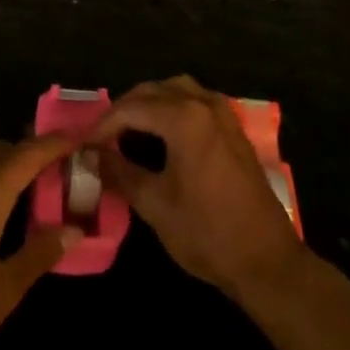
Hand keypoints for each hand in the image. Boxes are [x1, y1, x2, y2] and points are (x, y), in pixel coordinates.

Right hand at [90, 76, 306, 302]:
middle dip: (124, 110)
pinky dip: (172, 107)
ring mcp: (223, 113)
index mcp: (184, 119)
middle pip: (153, 91)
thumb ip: (119, 172)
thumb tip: (91, 156)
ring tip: (128, 131)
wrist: (266, 260)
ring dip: (149, 103)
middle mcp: (204, 104)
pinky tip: (161, 133)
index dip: (103, 125)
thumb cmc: (207, 233)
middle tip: (101, 138)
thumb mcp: (154, 204)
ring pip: (176, 89)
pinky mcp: (233, 127)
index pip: (130, 109)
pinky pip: (195, 100)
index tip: (83, 145)